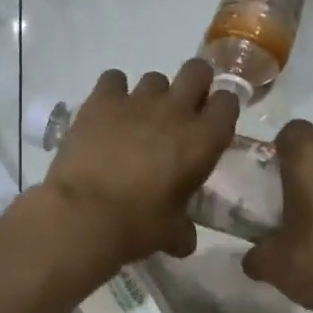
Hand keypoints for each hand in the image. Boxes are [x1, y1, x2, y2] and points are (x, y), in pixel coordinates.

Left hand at [42, 61, 240, 265]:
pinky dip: (114, 92)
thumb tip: (184, 240)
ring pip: (155, 77)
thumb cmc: (137, 225)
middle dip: (194, 85)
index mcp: (203, 140)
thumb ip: (182, 230)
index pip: (227, 102)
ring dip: (153, 95)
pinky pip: (114, 79)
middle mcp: (175, 111)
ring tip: (139, 120)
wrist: (84, 215)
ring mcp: (137, 101)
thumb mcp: (170, 232)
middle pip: (197, 71)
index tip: (211, 124)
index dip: (220, 110)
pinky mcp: (101, 101)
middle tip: (182, 110)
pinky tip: (108, 112)